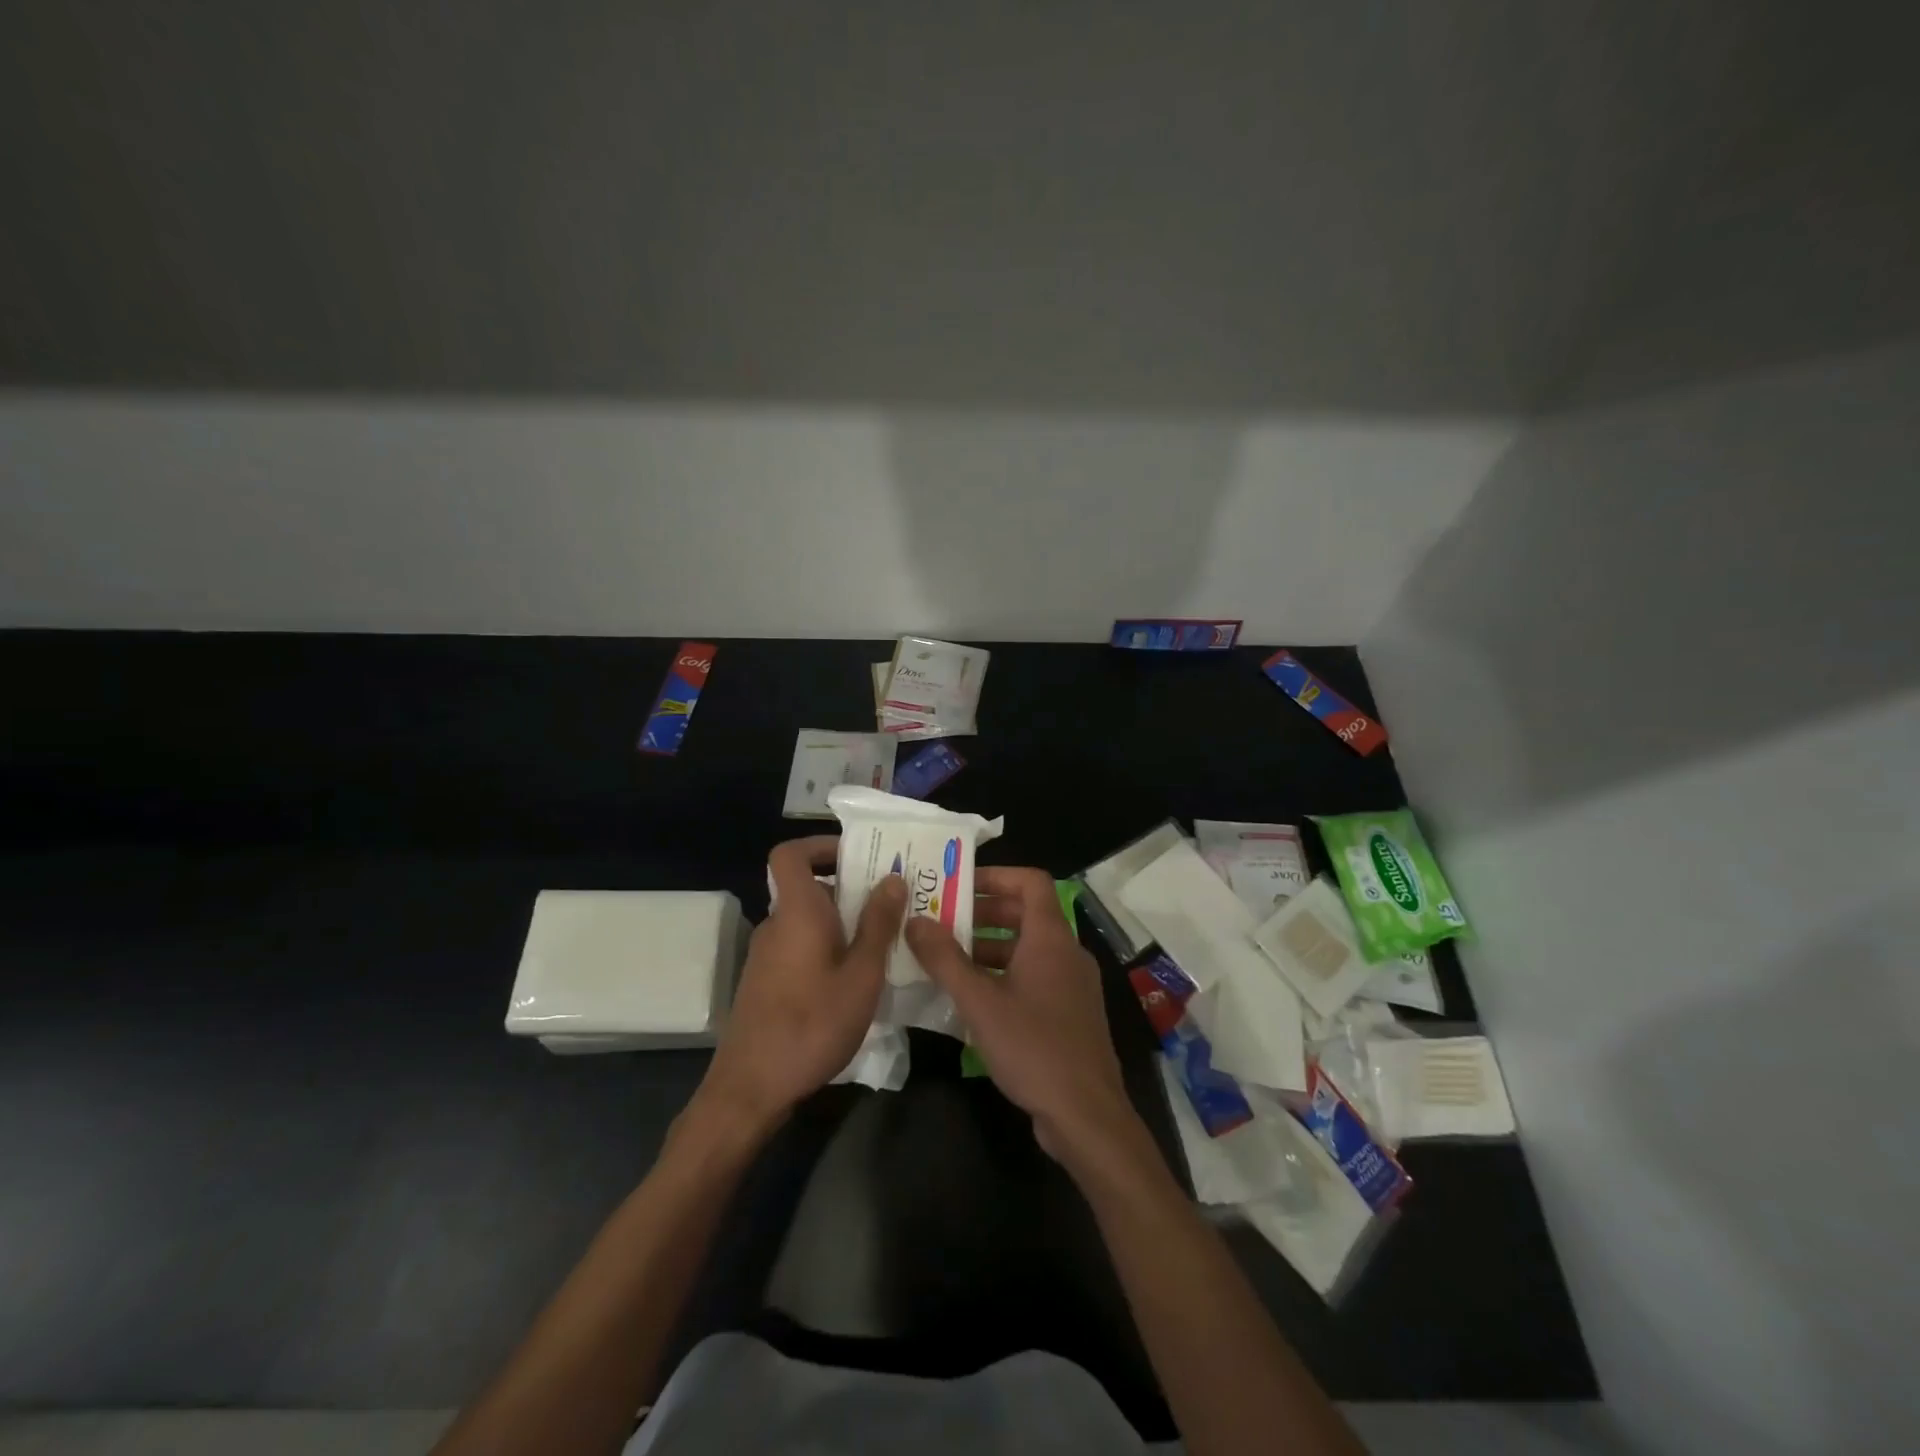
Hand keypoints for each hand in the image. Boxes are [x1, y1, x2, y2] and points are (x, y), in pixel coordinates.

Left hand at [698, 836, 904, 1133]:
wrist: (750, 1088)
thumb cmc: (812, 1025)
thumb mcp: (861, 975)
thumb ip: (878, 924)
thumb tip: (892, 877)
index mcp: (797, 912)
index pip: (790, 854)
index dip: (819, 845)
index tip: (857, 856)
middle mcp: (777, 925)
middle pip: (808, 889)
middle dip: (851, 890)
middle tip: (893, 903)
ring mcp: (767, 955)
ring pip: (808, 921)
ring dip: (844, 923)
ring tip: (886, 942)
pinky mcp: (766, 982)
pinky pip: (801, 947)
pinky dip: (828, 948)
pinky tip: (856, 980)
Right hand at [906, 868, 1142, 1166]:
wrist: (1087, 1114)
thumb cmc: (1033, 1047)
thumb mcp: (979, 1002)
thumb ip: (944, 959)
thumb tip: (914, 920)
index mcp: (1050, 937)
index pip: (1029, 881)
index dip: (995, 876)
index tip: (958, 885)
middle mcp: (1066, 952)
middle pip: (1025, 914)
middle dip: (982, 914)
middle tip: (941, 921)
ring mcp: (1072, 984)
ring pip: (1027, 949)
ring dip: (989, 948)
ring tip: (946, 960)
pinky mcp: (1070, 1013)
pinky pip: (1034, 977)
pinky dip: (1004, 975)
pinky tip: (972, 999)